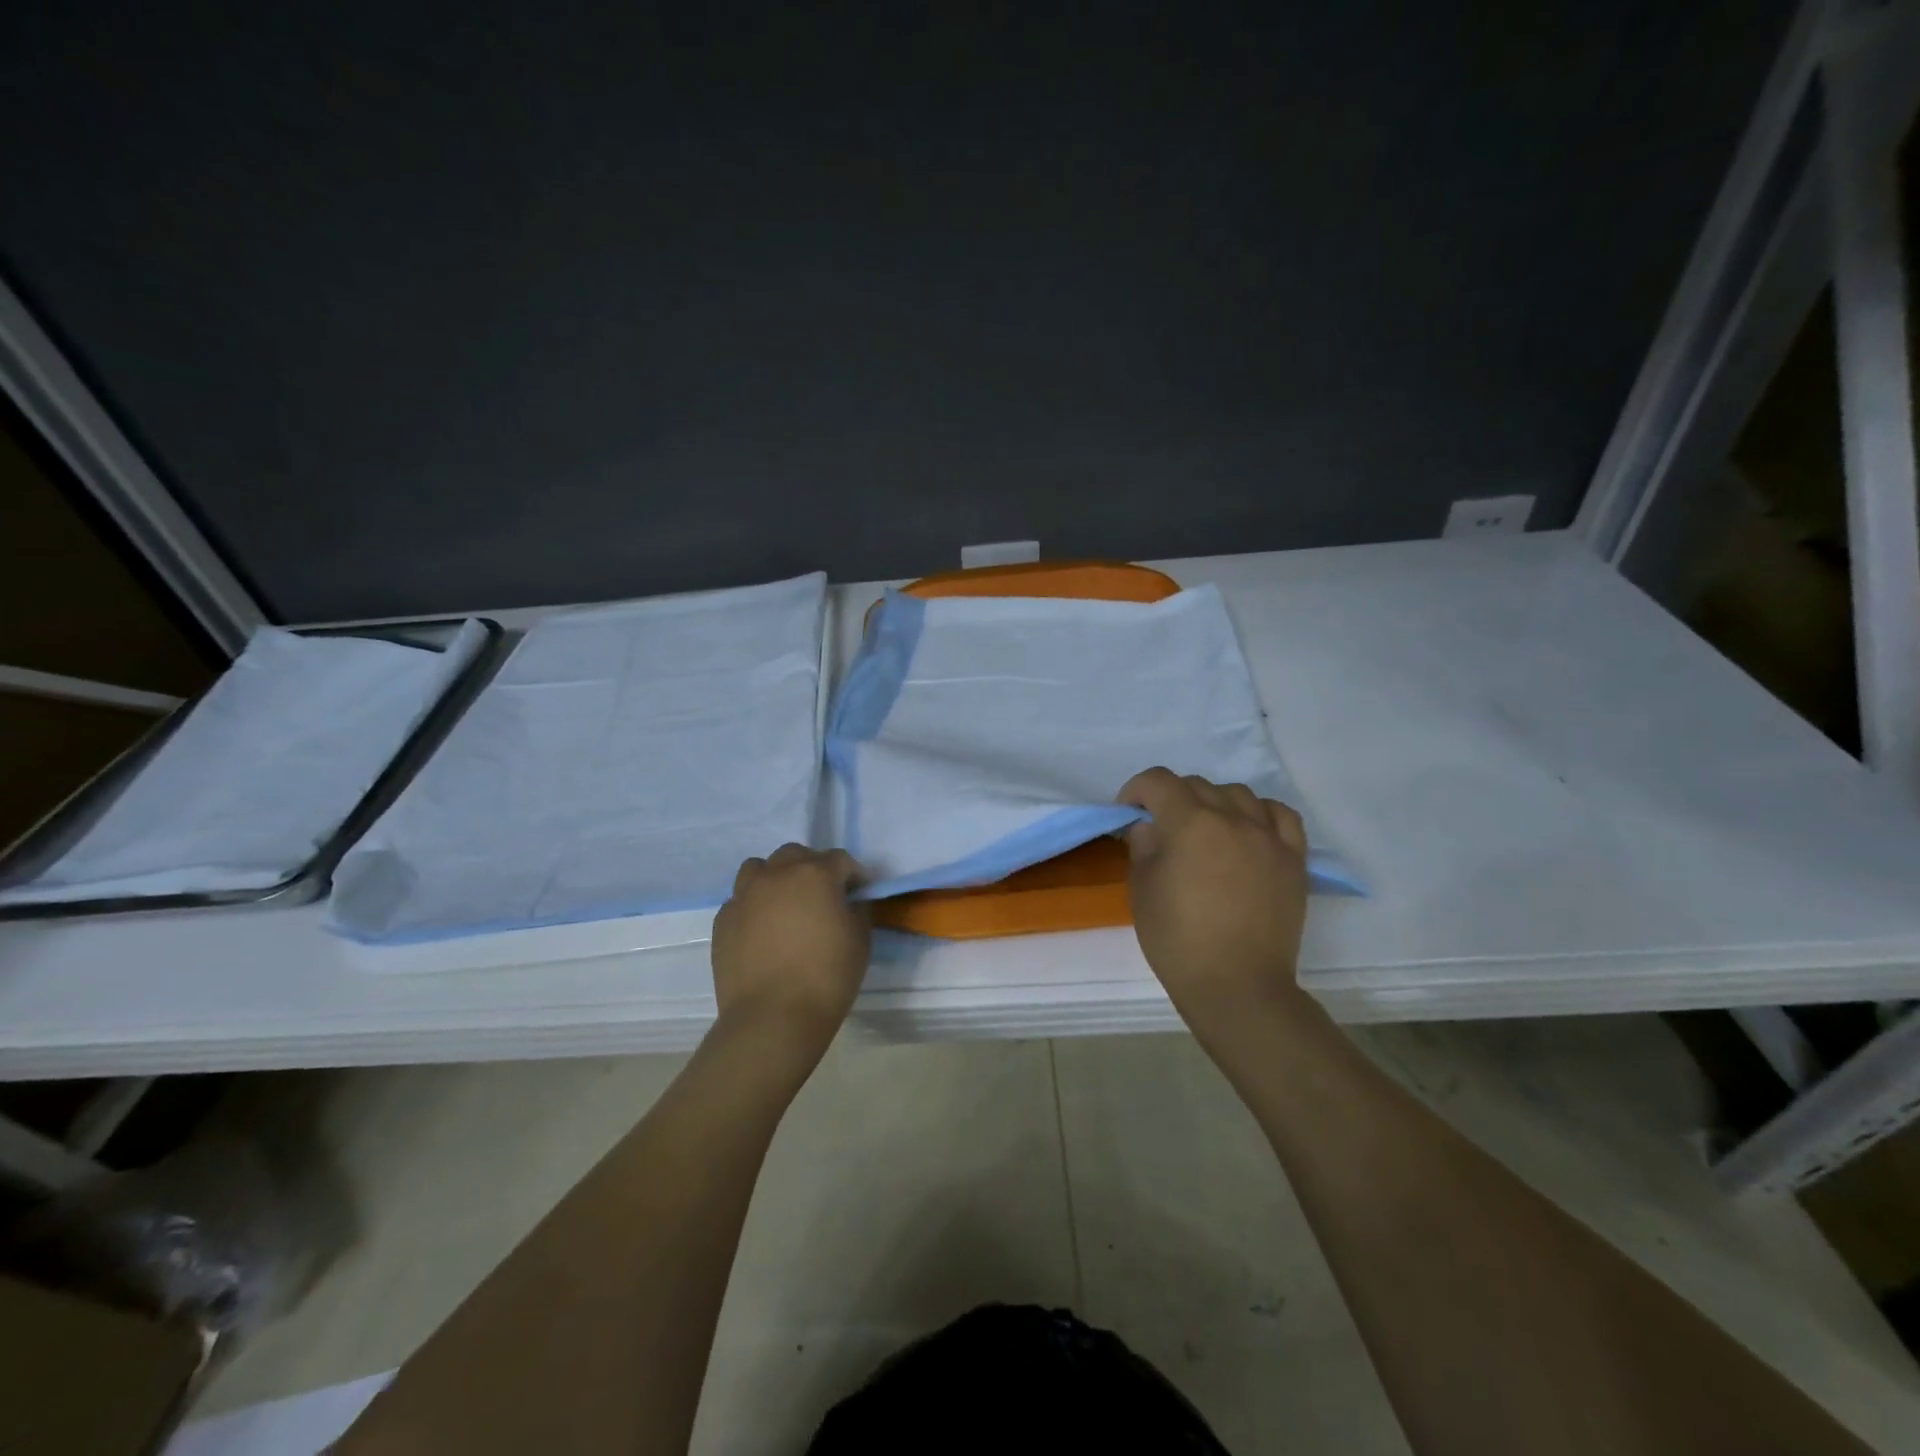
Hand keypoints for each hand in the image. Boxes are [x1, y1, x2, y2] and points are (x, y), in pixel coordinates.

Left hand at [711, 844, 870, 1062]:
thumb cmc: (827, 977)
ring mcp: (745, 895)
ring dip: (775, 878)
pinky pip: (740, 900)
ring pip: (759, 869)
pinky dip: (753, 906)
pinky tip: (762, 931)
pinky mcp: (723, 920)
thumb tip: (850, 900)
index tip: (859, 894)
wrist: (772, 1018)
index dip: (854, 875)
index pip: (840, 859)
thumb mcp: (861, 940)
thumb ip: (858, 909)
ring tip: (785, 905)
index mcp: (815, 874)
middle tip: (821, 896)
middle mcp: (777, 874)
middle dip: (811, 868)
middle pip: (795, 855)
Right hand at [1118, 768, 1312, 1032]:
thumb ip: (1143, 847)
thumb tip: (1149, 827)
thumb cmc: (1178, 940)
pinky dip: (1259, 813)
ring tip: (1205, 830)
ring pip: (1238, 794)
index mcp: (1190, 823)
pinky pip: (1281, 816)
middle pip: (1197, 785)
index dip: (1136, 790)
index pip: (1158, 782)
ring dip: (1214, 802)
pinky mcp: (1293, 859)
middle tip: (1161, 829)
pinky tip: (1248, 829)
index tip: (1128, 813)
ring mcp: (1268, 837)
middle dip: (1171, 798)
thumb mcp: (1142, 890)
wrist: (1237, 986)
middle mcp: (1232, 819)